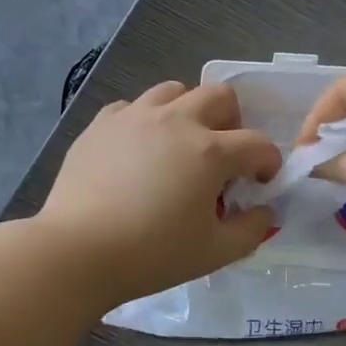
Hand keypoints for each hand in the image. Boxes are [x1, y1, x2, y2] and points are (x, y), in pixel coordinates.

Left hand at [40, 81, 282, 306]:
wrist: (77, 251)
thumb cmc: (152, 254)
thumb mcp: (215, 253)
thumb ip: (252, 230)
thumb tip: (266, 211)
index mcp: (210, 151)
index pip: (258, 144)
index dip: (268, 163)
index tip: (260, 184)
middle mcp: (176, 121)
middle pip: (220, 96)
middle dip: (233, 122)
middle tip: (223, 157)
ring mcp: (135, 117)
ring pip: (174, 91)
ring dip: (189, 112)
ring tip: (180, 146)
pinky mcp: (101, 124)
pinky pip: (133, 107)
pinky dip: (146, 122)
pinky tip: (139, 152)